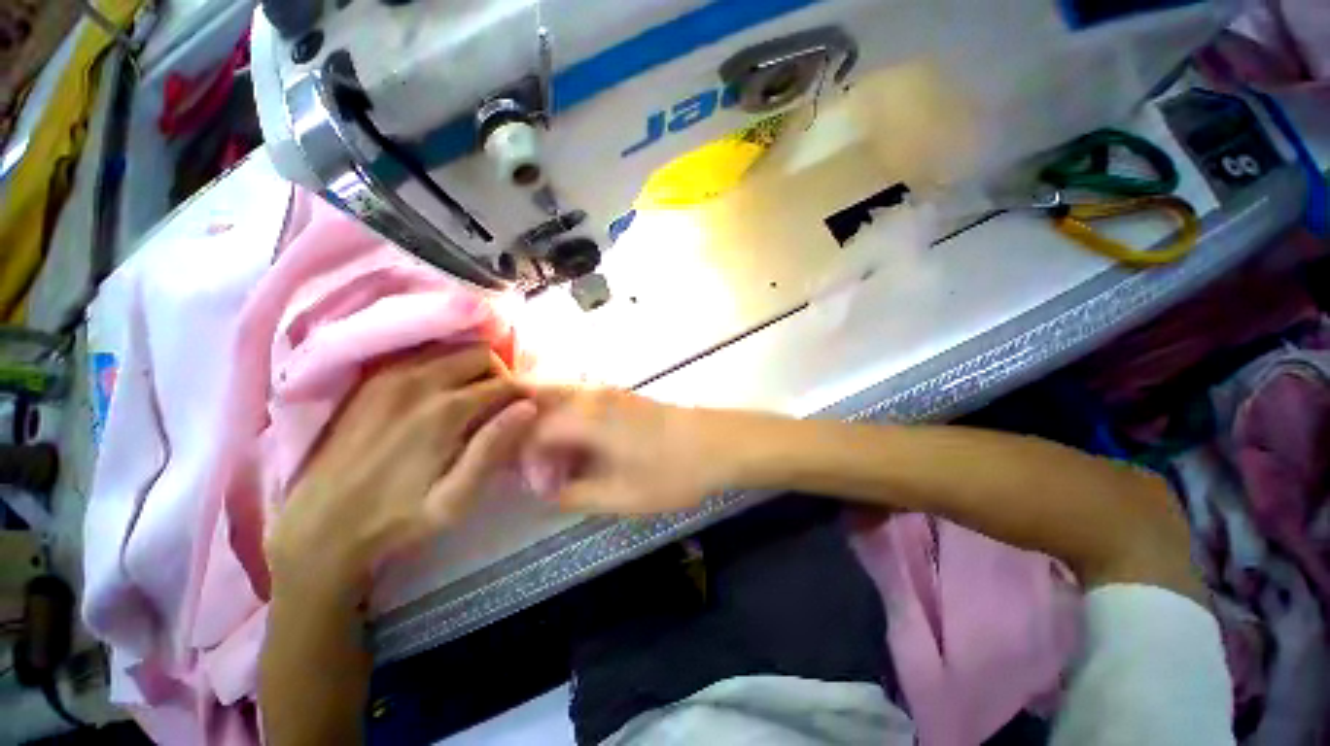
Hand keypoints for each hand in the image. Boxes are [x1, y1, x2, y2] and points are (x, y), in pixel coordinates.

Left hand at [267, 346, 536, 605]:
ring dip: (470, 367)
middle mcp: (418, 382)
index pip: (503, 382)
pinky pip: (420, 355)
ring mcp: (389, 376)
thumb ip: (492, 448)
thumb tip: (528, 407)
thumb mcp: (455, 499)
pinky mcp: (370, 381)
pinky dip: (441, 365)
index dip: (521, 393)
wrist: (318, 527)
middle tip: (497, 403)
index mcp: (445, 411)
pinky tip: (439, 393)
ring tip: (471, 398)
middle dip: (498, 373)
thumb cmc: (397, 519)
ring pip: (450, 348)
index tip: (525, 408)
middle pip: (479, 353)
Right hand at [524, 387, 754, 513]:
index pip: (532, 432)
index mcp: (585, 417)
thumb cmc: (672, 471)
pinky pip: (580, 400)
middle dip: (524, 432)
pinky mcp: (623, 396)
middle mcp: (592, 395)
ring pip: (558, 397)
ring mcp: (609, 392)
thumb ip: (575, 494)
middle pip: (538, 403)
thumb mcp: (621, 495)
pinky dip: (566, 419)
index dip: (526, 461)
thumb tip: (546, 490)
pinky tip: (577, 445)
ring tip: (551, 457)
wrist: (719, 443)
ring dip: (544, 423)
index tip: (541, 487)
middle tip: (531, 465)